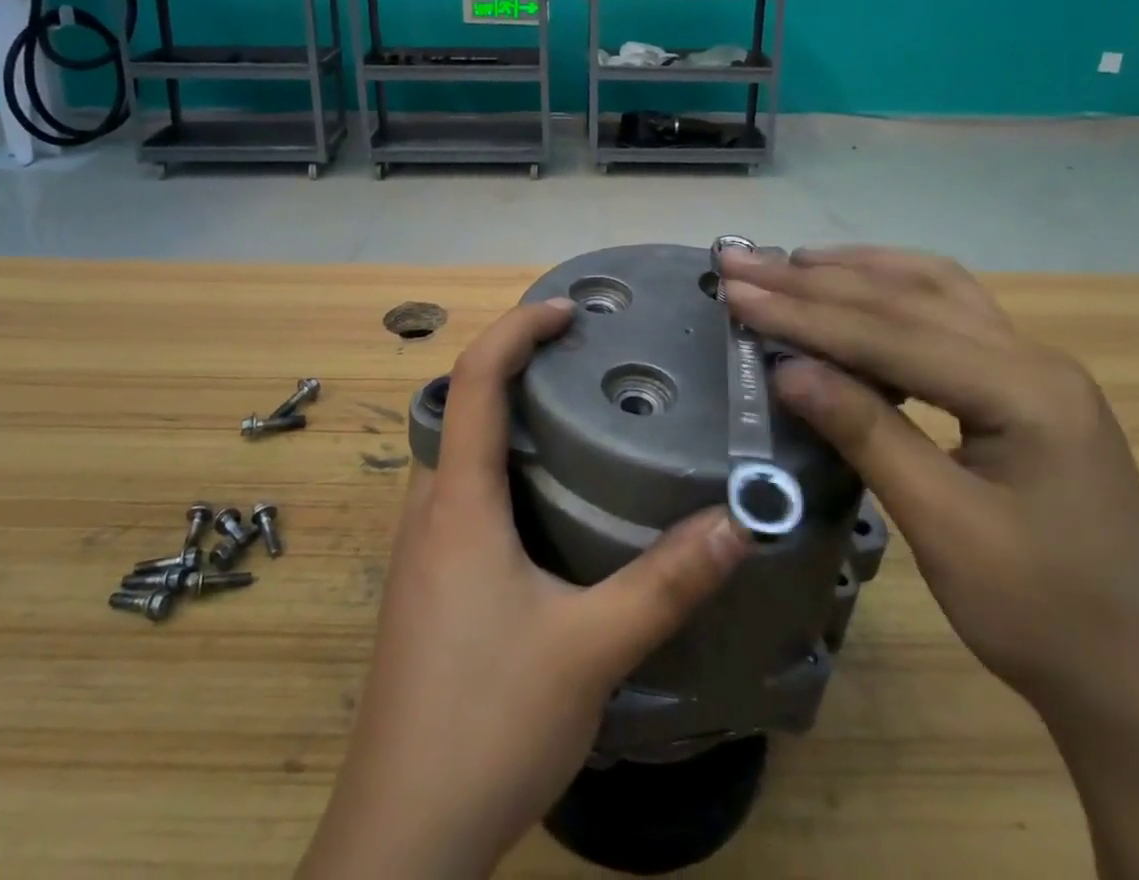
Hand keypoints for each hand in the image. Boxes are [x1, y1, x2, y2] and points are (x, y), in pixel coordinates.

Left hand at [299, 299, 751, 879]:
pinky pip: (462, 494)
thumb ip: (665, 583)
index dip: (516, 329)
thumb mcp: (589, 650)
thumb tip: (738, 521)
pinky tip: (549, 504)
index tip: (568, 311)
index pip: (473, 379)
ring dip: (509, 418)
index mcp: (458, 501)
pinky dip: (503, 467)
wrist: (401, 838)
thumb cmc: (487, 722)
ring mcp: (421, 549)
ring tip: (576, 416)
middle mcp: (430, 509)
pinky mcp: (426, 584)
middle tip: (584, 358)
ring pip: (461, 453)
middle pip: (461, 405)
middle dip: (516, 365)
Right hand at [719, 246, 1138, 724]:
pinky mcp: (1025, 383)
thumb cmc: (1045, 617)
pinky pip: (948, 311)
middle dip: (814, 280)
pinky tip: (856, 290)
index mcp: (1025, 390)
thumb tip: (787, 369)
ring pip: (931, 288)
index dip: (804, 314)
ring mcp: (1034, 365)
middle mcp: (1033, 357)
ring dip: (855, 271)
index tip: (736, 293)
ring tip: (789, 263)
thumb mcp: (945, 529)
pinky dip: (890, 291)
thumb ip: (867, 434)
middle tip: (743, 262)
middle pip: (905, 298)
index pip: (889, 334)